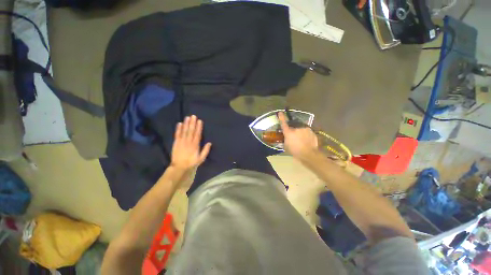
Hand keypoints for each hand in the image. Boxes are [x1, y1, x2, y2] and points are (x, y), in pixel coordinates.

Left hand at [171, 115, 211, 171]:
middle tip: (193, 116)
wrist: (180, 167)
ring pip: (184, 131)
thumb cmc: (192, 162)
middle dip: (192, 123)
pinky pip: (177, 134)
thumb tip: (209, 143)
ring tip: (187, 117)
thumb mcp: (201, 158)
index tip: (200, 121)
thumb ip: (205, 150)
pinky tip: (179, 123)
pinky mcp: (176, 142)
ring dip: (186, 124)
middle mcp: (189, 141)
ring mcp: (182, 141)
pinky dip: (178, 129)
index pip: (197, 134)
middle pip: (191, 131)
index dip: (199, 127)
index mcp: (195, 145)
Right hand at [278, 112, 318, 160]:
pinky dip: (306, 135)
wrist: (309, 154)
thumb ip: (286, 140)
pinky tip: (307, 141)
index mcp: (289, 132)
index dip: (281, 117)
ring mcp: (305, 129)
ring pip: (301, 130)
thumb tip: (286, 137)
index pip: (283, 123)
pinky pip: (307, 132)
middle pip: (293, 128)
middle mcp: (296, 128)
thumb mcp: (286, 146)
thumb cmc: (295, 151)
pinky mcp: (311, 131)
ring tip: (302, 141)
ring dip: (300, 133)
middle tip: (294, 139)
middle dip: (293, 132)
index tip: (280, 112)